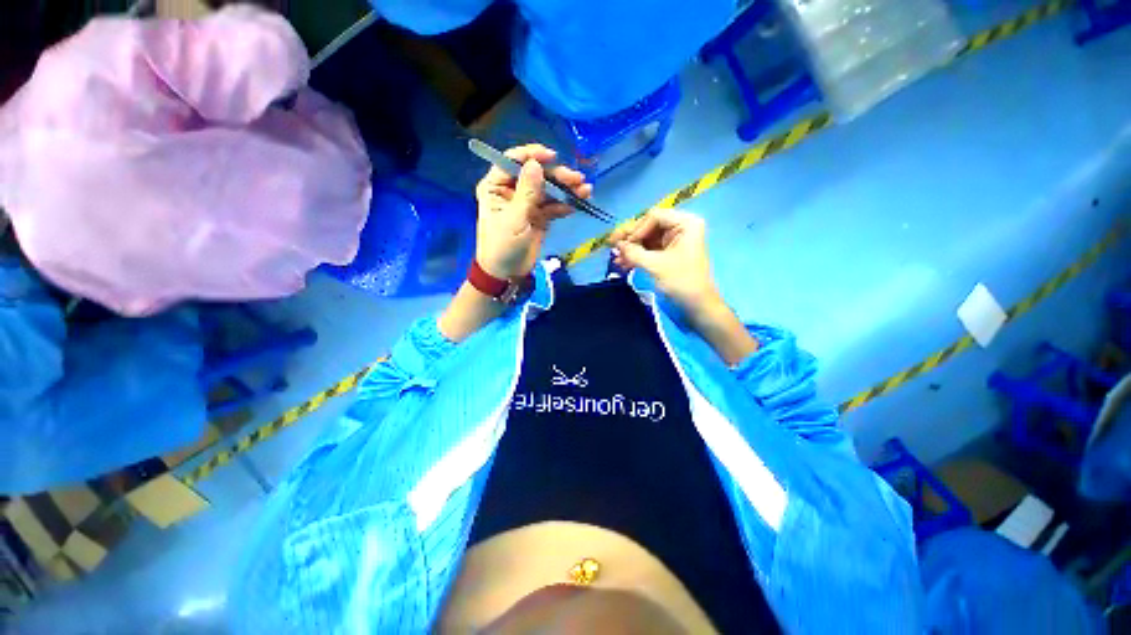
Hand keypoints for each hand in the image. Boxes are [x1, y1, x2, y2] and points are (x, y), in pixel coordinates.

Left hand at [474, 144, 591, 279]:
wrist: (507, 273)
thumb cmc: (503, 246)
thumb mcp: (514, 219)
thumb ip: (527, 192)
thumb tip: (536, 164)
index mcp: (497, 187)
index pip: (513, 162)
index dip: (532, 155)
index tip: (552, 156)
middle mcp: (512, 191)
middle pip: (537, 175)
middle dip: (557, 176)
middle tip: (577, 179)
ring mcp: (528, 204)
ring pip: (549, 190)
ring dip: (566, 189)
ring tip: (584, 190)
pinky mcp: (539, 217)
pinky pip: (554, 206)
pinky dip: (565, 205)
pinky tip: (577, 204)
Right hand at [610, 208, 719, 312]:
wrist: (696, 305)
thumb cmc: (681, 281)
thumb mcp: (655, 265)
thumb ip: (634, 252)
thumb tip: (616, 244)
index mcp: (685, 223)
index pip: (654, 216)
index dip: (637, 229)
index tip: (625, 245)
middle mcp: (680, 227)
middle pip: (648, 226)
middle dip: (630, 239)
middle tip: (611, 246)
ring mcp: (673, 241)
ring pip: (645, 238)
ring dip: (630, 248)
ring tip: (616, 260)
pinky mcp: (667, 253)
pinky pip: (648, 249)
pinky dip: (636, 255)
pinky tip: (622, 263)